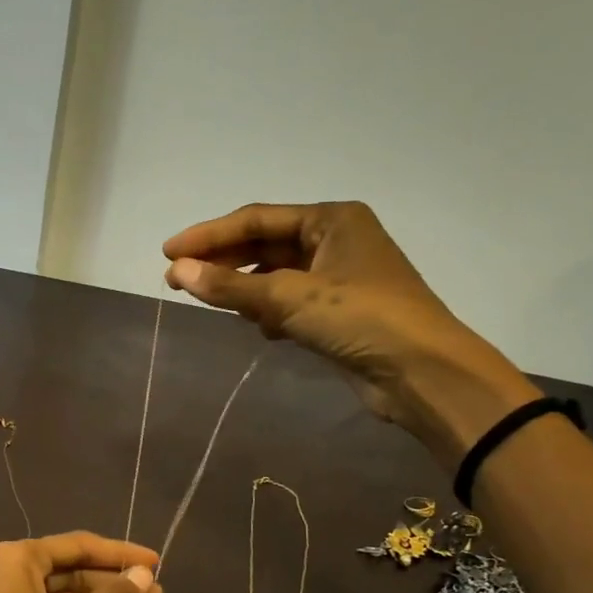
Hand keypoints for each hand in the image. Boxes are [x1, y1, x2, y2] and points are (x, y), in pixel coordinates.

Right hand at [163, 201, 539, 460]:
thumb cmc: (361, 318)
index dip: (209, 236)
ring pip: (276, 275)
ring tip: (212, 303)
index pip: (256, 219)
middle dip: (222, 263)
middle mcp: (336, 241)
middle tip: (177, 280)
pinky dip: (268, 311)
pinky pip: (290, 302)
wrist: (423, 373)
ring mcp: (340, 278)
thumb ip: (230, 285)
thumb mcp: (289, 297)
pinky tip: (256, 326)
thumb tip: (178, 272)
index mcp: (332, 219)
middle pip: (265, 245)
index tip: (169, 253)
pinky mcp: (340, 313)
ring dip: (244, 288)